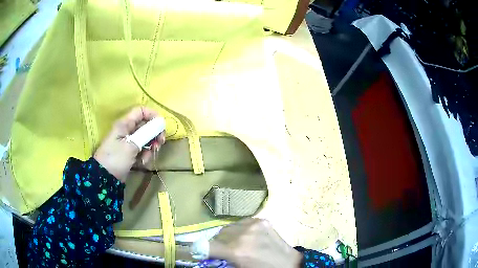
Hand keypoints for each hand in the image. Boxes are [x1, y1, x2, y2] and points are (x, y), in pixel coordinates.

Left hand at [93, 107, 165, 181]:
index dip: (152, 115)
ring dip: (150, 147)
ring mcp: (128, 142)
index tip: (161, 126)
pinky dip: (144, 155)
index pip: (140, 111)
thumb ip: (146, 133)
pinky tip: (142, 163)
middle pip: (145, 125)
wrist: (105, 178)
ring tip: (147, 158)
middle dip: (154, 134)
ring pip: (145, 139)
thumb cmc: (116, 158)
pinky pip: (141, 150)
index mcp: (125, 124)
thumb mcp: (131, 145)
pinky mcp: (130, 153)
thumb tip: (160, 123)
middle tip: (160, 143)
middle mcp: (127, 130)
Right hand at [209, 218, 302, 267]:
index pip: (207, 245)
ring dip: (229, 235)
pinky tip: (248, 237)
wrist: (288, 264)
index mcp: (236, 251)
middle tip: (224, 251)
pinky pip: (242, 222)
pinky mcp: (262, 220)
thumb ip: (221, 260)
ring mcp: (254, 225)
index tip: (201, 252)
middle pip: (218, 234)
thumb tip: (206, 253)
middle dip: (218, 243)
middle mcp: (243, 234)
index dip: (202, 249)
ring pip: (229, 227)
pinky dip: (240, 229)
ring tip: (237, 243)